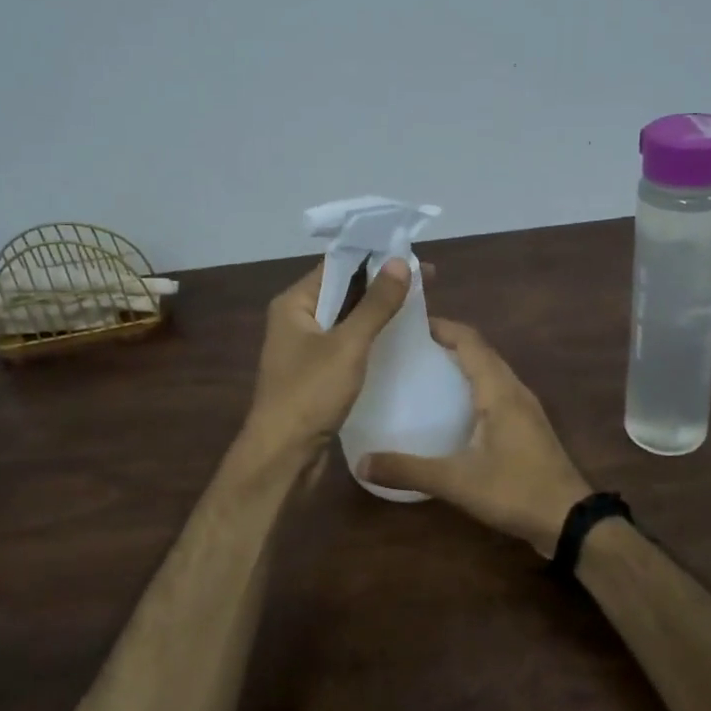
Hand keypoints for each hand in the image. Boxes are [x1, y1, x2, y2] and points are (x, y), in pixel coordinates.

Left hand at [242, 257, 413, 461]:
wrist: (283, 455)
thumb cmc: (310, 394)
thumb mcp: (348, 344)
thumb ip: (375, 303)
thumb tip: (399, 261)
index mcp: (294, 303)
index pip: (337, 266)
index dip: (375, 257)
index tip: (412, 255)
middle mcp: (296, 319)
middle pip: (343, 291)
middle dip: (382, 284)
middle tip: (426, 281)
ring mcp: (305, 347)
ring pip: (347, 319)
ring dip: (378, 311)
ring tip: (420, 305)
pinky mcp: (316, 373)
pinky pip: (347, 344)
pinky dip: (370, 337)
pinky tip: (398, 340)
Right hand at [358, 319, 591, 557]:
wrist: (570, 520)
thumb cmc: (515, 490)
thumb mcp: (456, 481)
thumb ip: (409, 470)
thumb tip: (361, 462)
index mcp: (499, 391)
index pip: (470, 341)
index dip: (442, 326)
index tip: (409, 323)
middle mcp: (514, 390)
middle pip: (481, 351)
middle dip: (447, 342)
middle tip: (408, 348)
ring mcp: (525, 408)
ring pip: (491, 371)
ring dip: (462, 363)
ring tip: (426, 371)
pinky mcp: (528, 427)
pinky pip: (497, 391)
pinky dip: (473, 385)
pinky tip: (453, 408)